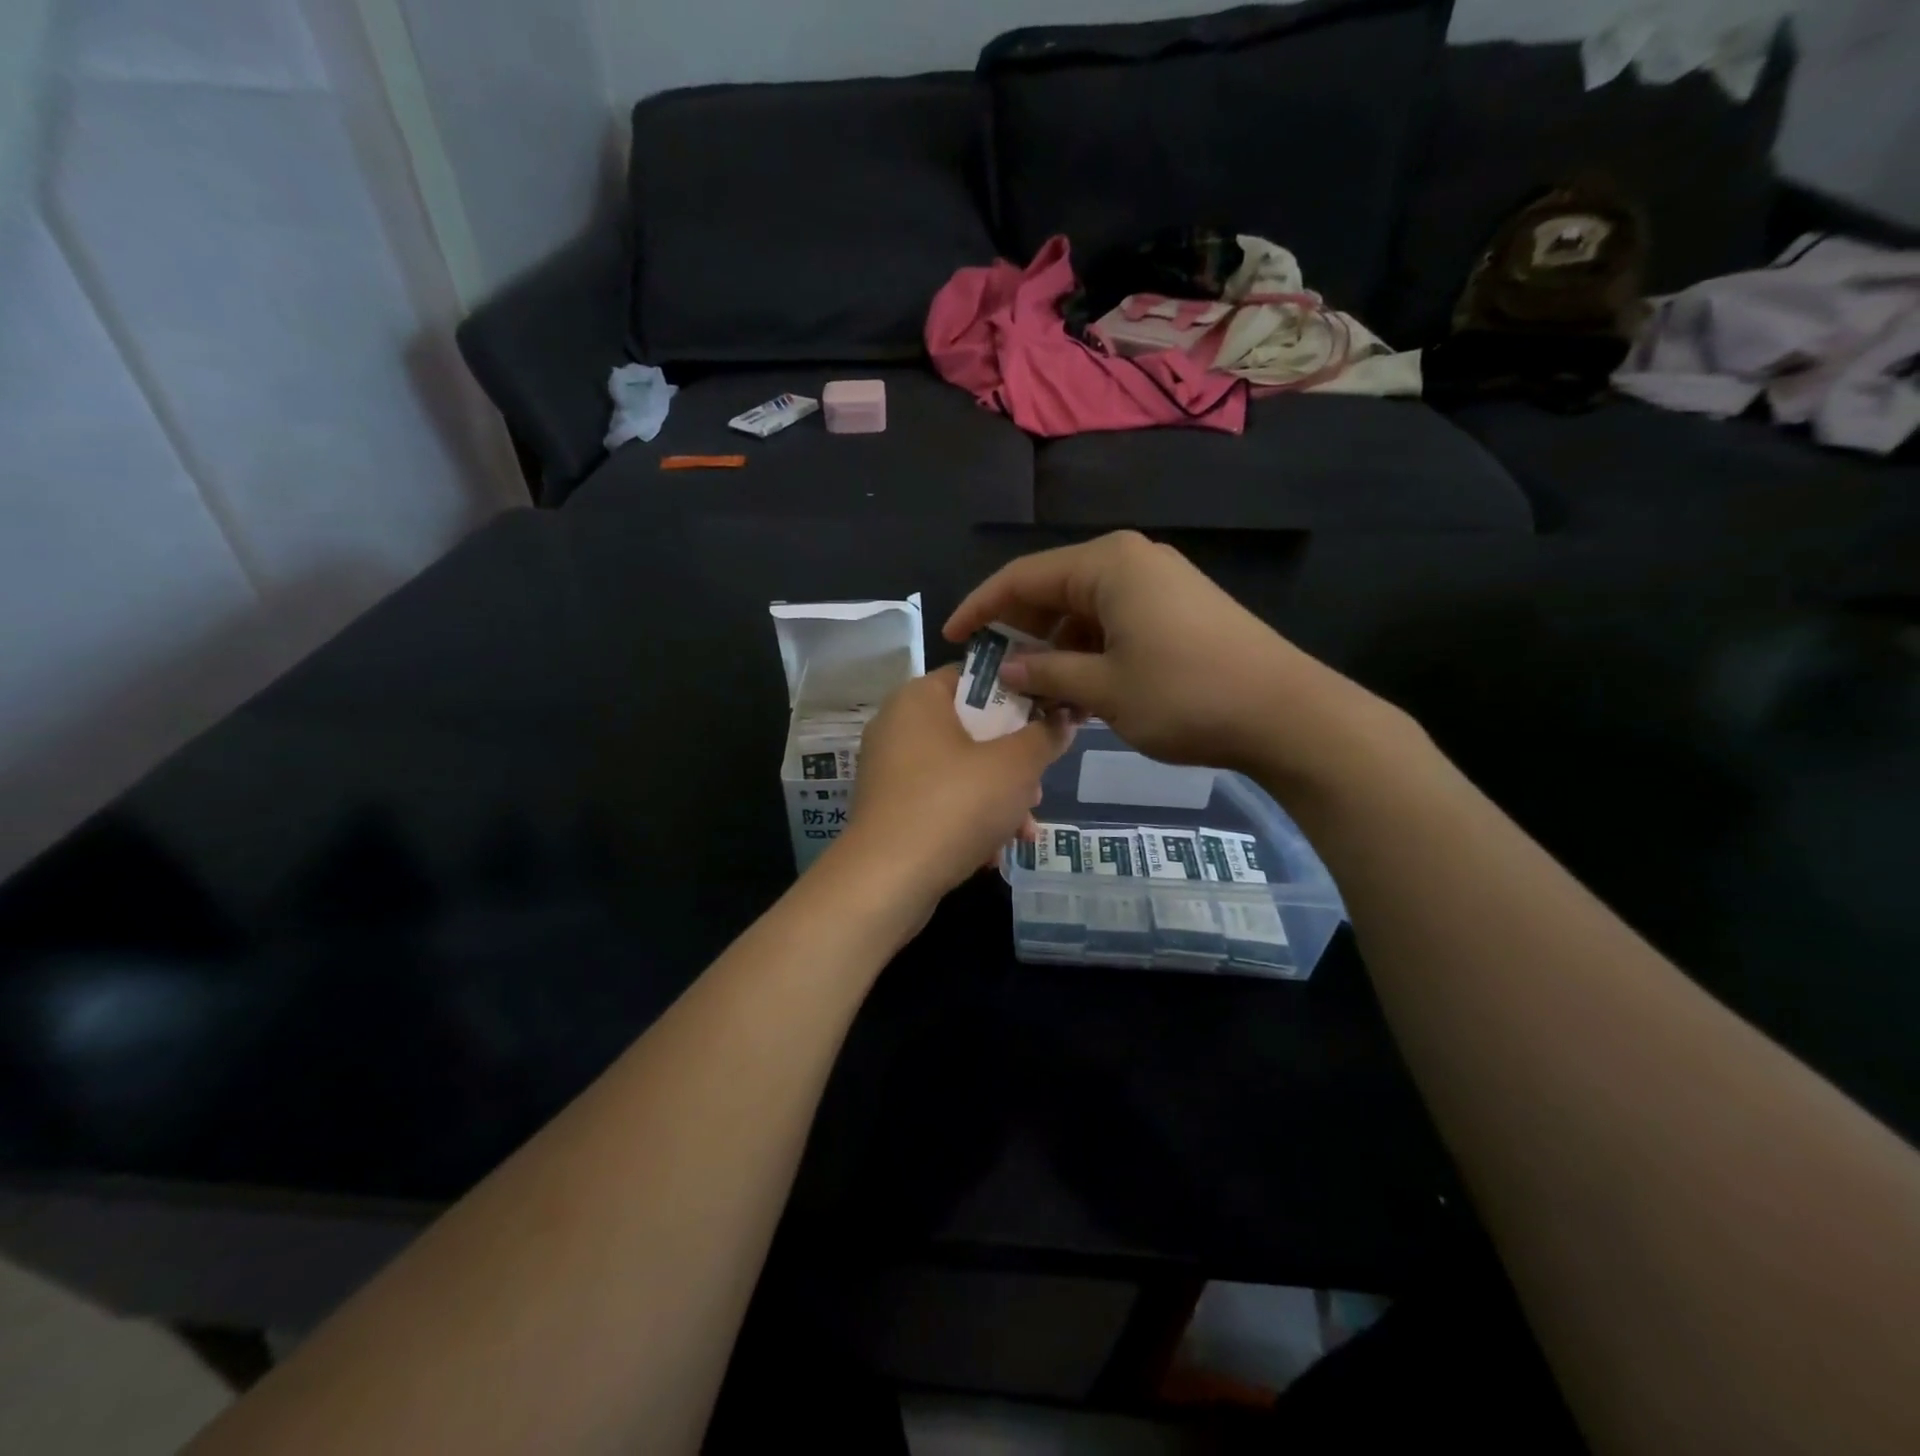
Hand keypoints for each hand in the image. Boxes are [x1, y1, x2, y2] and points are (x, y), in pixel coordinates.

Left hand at [837, 666, 1074, 904]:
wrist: (887, 880)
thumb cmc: (955, 805)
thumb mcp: (1016, 766)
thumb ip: (1045, 736)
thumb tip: (1064, 717)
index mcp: (920, 698)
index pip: (977, 678)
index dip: (1020, 696)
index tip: (1049, 723)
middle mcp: (898, 726)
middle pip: (973, 730)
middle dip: (1014, 764)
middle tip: (1037, 792)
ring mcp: (890, 770)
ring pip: (960, 771)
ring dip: (998, 799)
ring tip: (1023, 832)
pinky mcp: (889, 809)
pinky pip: (939, 801)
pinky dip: (968, 820)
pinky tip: (992, 854)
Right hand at [944, 531, 1393, 783]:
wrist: (1285, 713)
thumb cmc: (1185, 695)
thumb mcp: (1104, 689)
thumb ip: (1047, 673)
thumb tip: (1007, 667)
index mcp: (1107, 565)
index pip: (1023, 577)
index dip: (981, 607)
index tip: (953, 638)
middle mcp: (1130, 561)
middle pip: (1053, 590)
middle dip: (1020, 631)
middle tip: (994, 674)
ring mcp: (1158, 583)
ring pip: (1084, 611)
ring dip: (1056, 649)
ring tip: (1036, 694)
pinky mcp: (1178, 609)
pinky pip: (1114, 622)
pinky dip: (1089, 652)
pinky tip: (1079, 691)